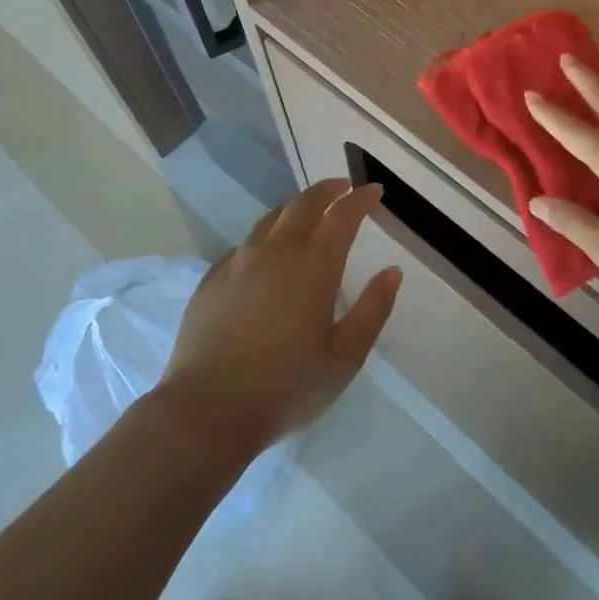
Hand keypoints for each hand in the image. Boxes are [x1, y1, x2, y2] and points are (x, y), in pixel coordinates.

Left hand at [159, 179, 400, 455]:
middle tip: (344, 187)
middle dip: (328, 190)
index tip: (375, 191)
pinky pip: (244, 244)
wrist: (206, 412)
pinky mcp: (212, 280)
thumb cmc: (286, 387)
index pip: (343, 216)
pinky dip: (265, 237)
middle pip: (304, 204)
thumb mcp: (345, 357)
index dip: (361, 199)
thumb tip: (392, 272)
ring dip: (296, 208)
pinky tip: (266, 254)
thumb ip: (373, 309)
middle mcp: (276, 252)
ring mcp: (239, 262)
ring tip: (308, 213)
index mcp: (314, 265)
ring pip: (271, 219)